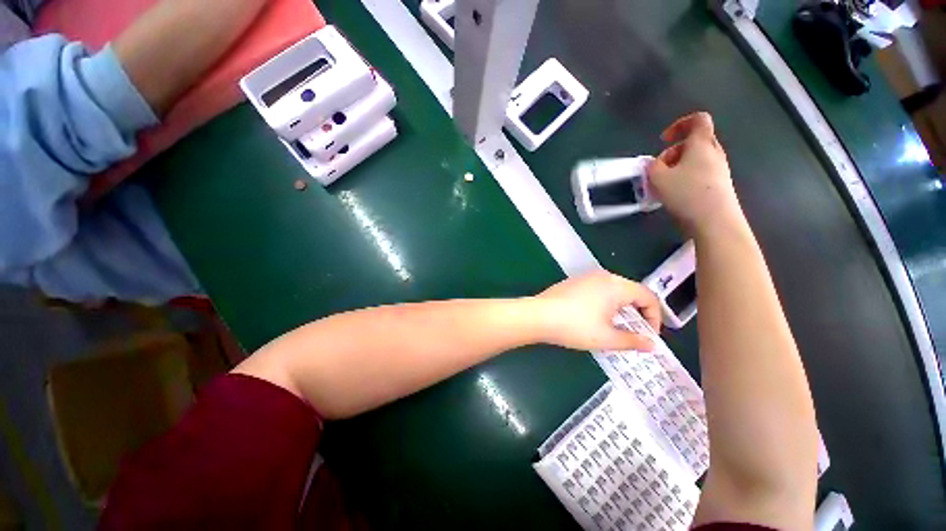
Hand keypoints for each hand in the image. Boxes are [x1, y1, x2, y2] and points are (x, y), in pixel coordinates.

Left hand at [532, 270, 660, 351]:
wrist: (538, 316)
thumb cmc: (575, 326)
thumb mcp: (606, 338)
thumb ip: (633, 341)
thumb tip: (651, 345)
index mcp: (616, 286)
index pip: (648, 297)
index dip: (655, 317)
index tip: (649, 336)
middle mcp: (603, 276)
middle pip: (631, 292)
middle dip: (638, 313)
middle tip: (635, 333)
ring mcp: (586, 277)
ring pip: (614, 291)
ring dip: (621, 308)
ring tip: (616, 328)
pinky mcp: (573, 282)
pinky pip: (598, 290)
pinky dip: (605, 303)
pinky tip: (595, 318)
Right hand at [647, 113, 745, 235]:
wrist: (715, 220)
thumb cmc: (686, 193)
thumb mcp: (658, 178)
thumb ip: (652, 166)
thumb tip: (653, 164)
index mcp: (701, 144)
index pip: (698, 120)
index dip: (679, 124)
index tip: (663, 140)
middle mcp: (714, 153)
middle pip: (694, 142)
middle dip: (673, 152)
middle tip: (660, 168)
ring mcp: (719, 169)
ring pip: (696, 160)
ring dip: (677, 168)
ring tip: (664, 185)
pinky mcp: (719, 185)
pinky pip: (699, 174)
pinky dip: (685, 178)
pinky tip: (675, 194)